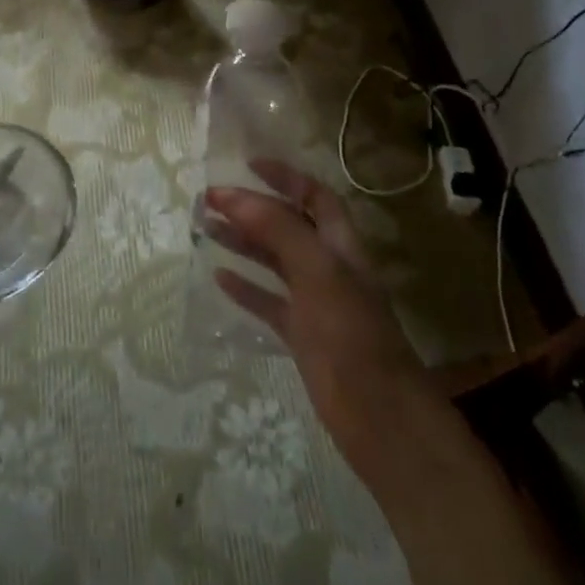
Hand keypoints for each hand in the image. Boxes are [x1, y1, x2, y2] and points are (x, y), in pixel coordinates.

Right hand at [205, 161, 466, 494]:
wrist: (380, 418)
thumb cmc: (352, 336)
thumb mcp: (318, 273)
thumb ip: (278, 230)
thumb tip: (234, 194)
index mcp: (341, 247)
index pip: (315, 197)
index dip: (286, 177)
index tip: (247, 165)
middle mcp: (328, 268)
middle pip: (288, 226)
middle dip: (252, 209)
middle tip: (209, 201)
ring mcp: (315, 303)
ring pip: (274, 262)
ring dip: (242, 242)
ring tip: (204, 230)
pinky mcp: (302, 336)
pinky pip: (268, 303)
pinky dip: (245, 288)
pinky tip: (219, 278)